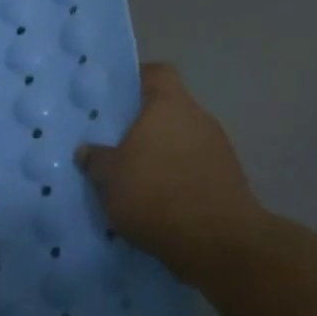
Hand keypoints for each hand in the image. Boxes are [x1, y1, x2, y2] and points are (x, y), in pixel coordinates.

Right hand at [77, 62, 272, 277]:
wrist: (219, 242)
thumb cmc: (156, 195)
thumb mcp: (109, 179)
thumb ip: (96, 160)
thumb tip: (86, 151)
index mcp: (169, 106)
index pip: (157, 73)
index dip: (136, 79)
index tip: (115, 97)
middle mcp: (198, 118)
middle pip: (169, 108)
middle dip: (144, 124)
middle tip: (115, 142)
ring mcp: (219, 148)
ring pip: (182, 139)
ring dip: (162, 152)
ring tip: (135, 176)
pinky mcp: (229, 178)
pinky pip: (195, 166)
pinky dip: (178, 176)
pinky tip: (158, 199)